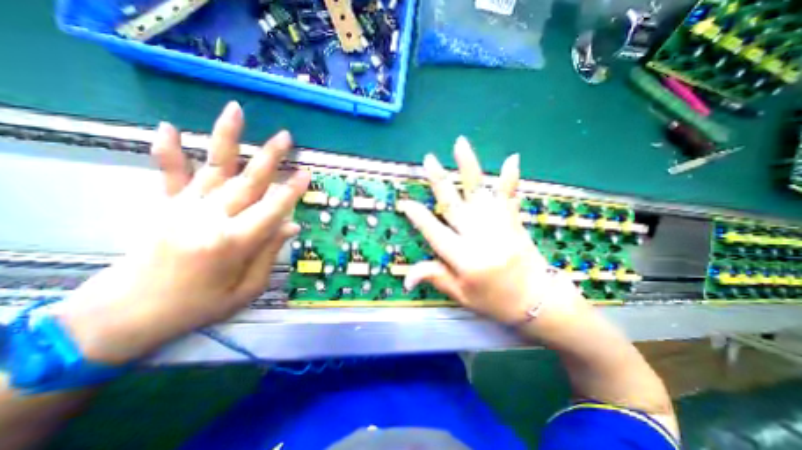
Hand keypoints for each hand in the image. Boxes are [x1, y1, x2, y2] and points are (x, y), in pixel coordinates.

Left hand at [55, 101, 309, 360]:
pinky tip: (168, 127)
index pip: (272, 209)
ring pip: (213, 167)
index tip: (306, 173)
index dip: (292, 190)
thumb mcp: (247, 289)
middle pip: (249, 181)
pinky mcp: (165, 207)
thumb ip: (269, 253)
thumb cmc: (198, 306)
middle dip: (270, 157)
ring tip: (236, 111)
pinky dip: (167, 151)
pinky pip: (169, 175)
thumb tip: (291, 226)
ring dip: (226, 138)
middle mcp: (210, 219)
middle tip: (286, 137)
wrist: (126, 316)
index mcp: (234, 243)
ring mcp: (184, 209)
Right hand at [399, 136, 583, 324]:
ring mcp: (499, 226)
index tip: (405, 202)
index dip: (418, 216)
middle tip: (428, 160)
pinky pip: (509, 197)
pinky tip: (512, 158)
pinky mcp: (513, 222)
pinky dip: (510, 178)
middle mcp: (479, 237)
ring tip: (460, 144)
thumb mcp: (462, 295)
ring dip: (468, 167)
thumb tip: (406, 278)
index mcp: (464, 259)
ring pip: (479, 192)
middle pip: (454, 204)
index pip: (434, 232)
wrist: (539, 302)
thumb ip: (436, 278)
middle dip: (439, 181)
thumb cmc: (496, 301)